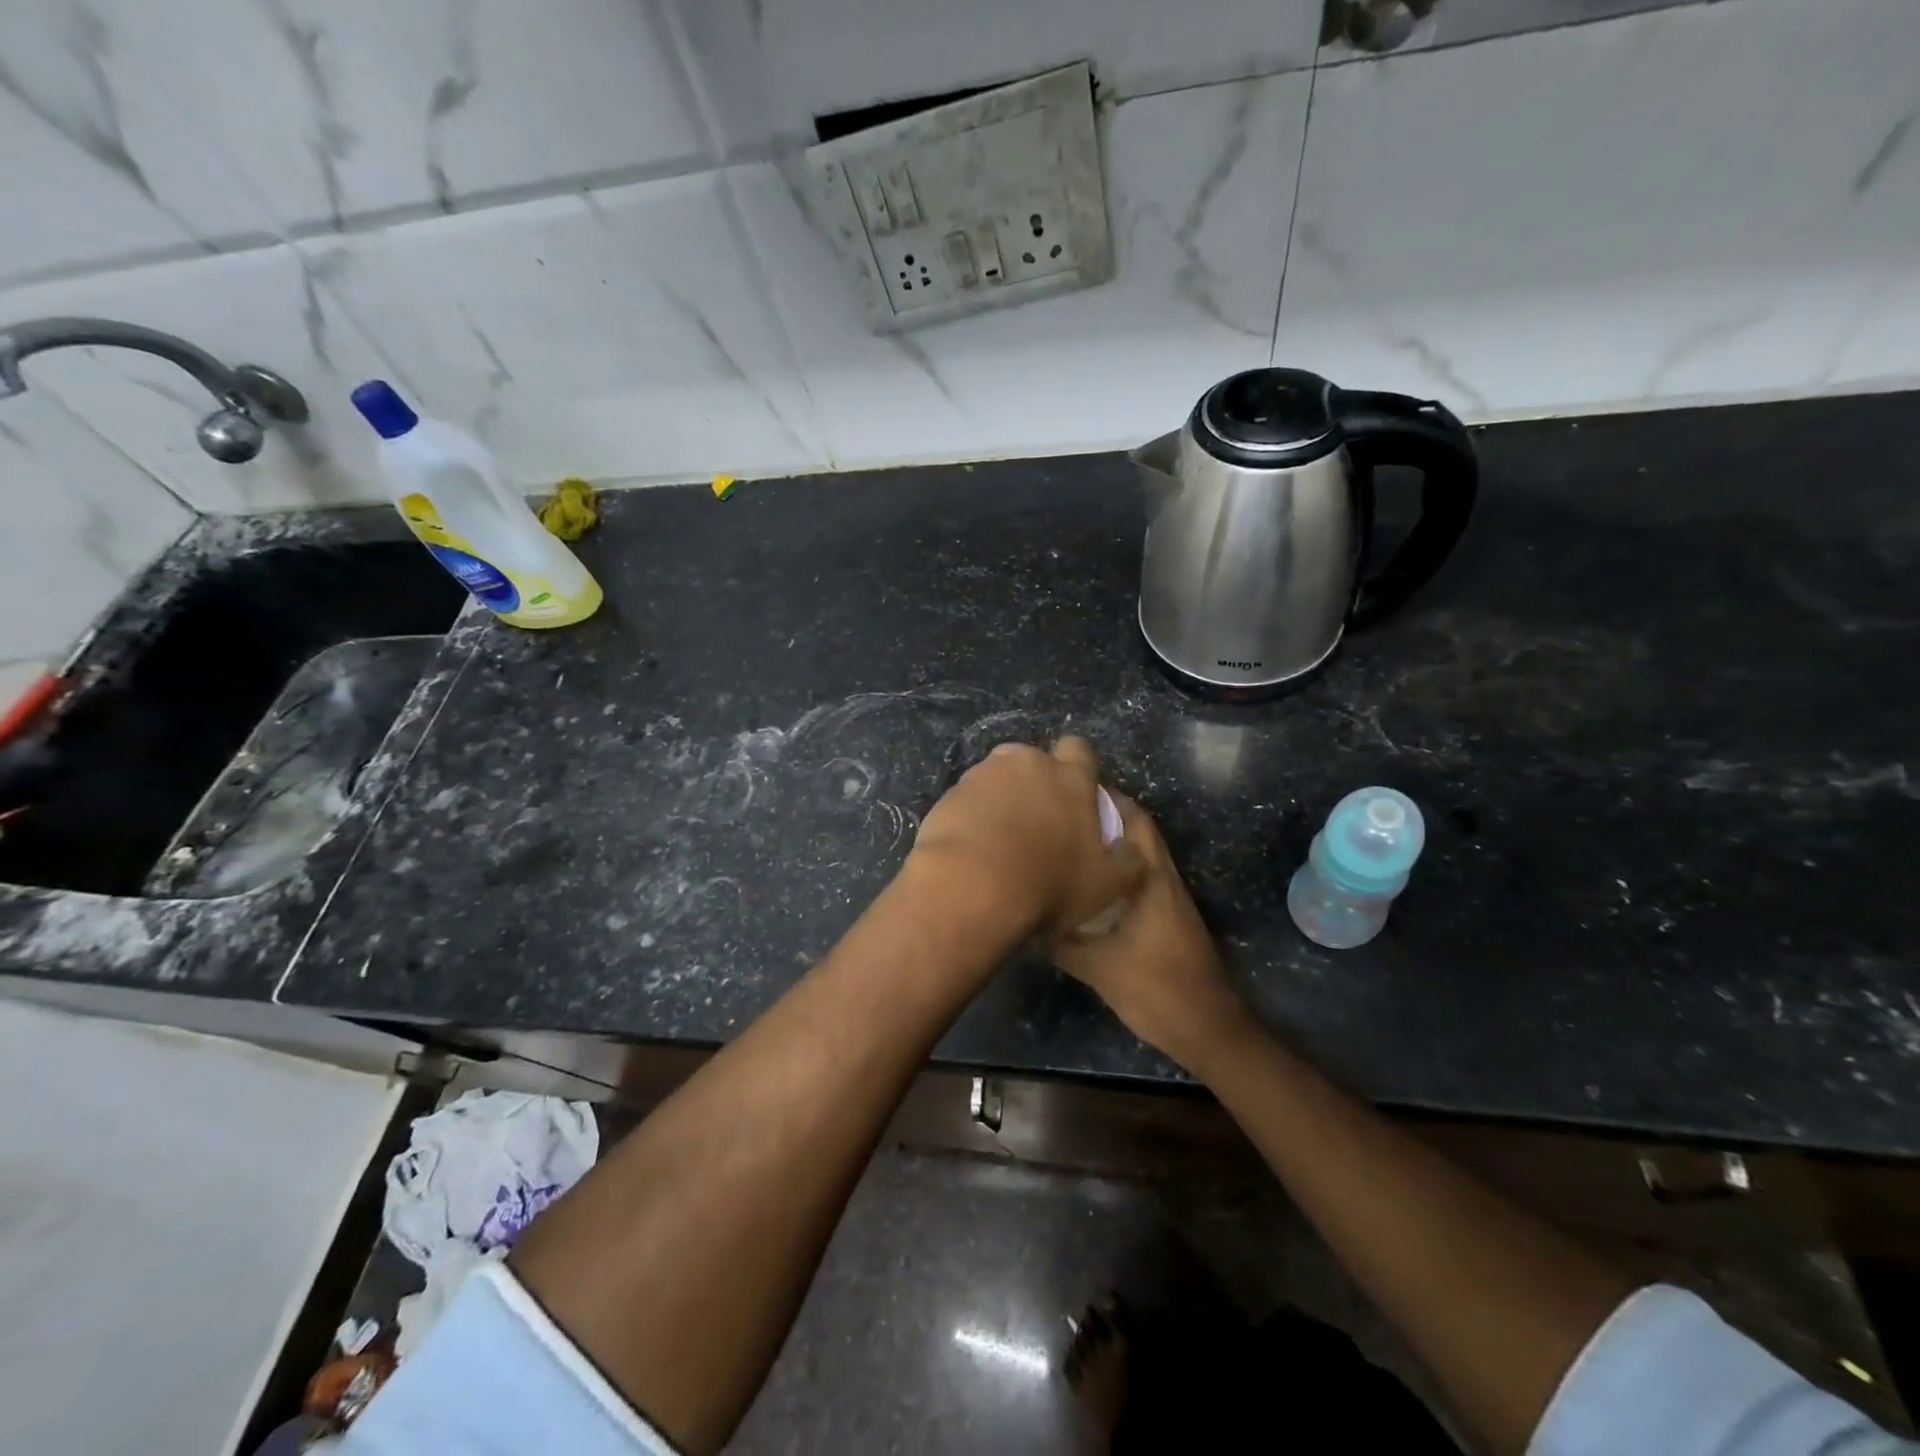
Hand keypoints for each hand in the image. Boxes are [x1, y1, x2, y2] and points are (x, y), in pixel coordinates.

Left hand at [907, 737, 1145, 941]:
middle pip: (1034, 760)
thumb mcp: (1105, 885)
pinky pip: (968, 799)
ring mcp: (983, 775)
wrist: (969, 888)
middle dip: (1036, 781)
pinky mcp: (949, 794)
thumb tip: (1133, 850)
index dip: (1080, 768)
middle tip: (1038, 821)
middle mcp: (1026, 763)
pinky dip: (973, 815)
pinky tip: (974, 847)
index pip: (1079, 749)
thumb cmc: (1048, 884)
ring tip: (1000, 838)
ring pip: (998, 776)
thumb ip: (1128, 861)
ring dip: (1002, 797)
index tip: (1077, 795)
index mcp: (1069, 776)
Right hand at [1050, 793, 1249, 1072]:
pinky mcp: (1169, 915)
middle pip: (1138, 831)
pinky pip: (1139, 876)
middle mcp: (1163, 878)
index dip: (1105, 800)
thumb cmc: (1155, 989)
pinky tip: (1089, 883)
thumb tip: (1027, 919)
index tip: (1069, 792)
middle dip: (1105, 816)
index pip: (1133, 820)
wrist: (1206, 1026)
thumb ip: (1061, 941)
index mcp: (1151, 879)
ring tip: (1070, 840)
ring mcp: (1169, 897)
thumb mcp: (1097, 967)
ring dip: (1111, 842)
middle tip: (1064, 814)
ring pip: (1139, 854)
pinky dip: (1117, 869)